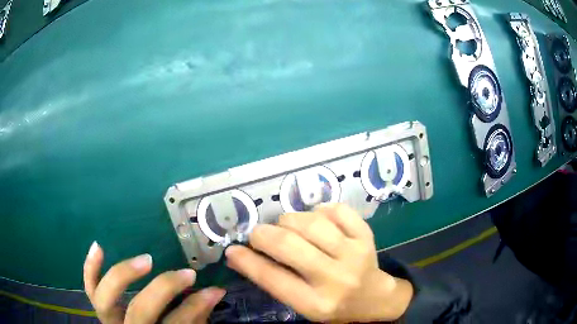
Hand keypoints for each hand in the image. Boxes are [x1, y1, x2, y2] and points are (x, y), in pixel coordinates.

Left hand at [83, 243, 224, 323]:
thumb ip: (194, 315)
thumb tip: (215, 292)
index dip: (194, 307)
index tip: (213, 290)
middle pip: (139, 311)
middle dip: (164, 289)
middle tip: (186, 273)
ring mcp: (108, 318)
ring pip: (106, 299)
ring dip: (124, 276)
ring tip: (147, 259)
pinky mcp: (99, 307)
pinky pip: (89, 288)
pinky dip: (91, 268)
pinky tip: (98, 246)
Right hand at [225, 203, 412, 321]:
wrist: (374, 298)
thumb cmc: (334, 306)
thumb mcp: (302, 305)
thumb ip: (274, 281)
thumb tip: (239, 255)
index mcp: (316, 303)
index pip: (273, 278)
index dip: (247, 261)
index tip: (232, 249)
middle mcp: (336, 278)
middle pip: (289, 245)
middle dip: (263, 234)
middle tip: (258, 235)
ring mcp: (354, 253)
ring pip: (310, 222)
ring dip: (288, 220)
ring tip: (286, 228)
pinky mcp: (366, 236)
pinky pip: (336, 210)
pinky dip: (319, 210)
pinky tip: (316, 219)